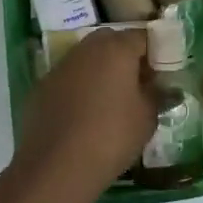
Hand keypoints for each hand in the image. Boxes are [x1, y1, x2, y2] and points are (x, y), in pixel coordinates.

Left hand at [6, 26, 157, 199]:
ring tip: (111, 100)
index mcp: (116, 49)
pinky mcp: (42, 86)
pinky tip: (84, 115)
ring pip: (87, 58)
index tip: (161, 74)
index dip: (155, 52)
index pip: (142, 36)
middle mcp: (86, 49)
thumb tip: (160, 87)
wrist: (57, 166)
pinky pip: (68, 78)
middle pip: (111, 41)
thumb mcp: (147, 118)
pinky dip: (79, 87)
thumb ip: (156, 95)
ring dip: (100, 71)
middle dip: (126, 57)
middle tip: (137, 84)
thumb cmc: (112, 137)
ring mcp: (60, 66)